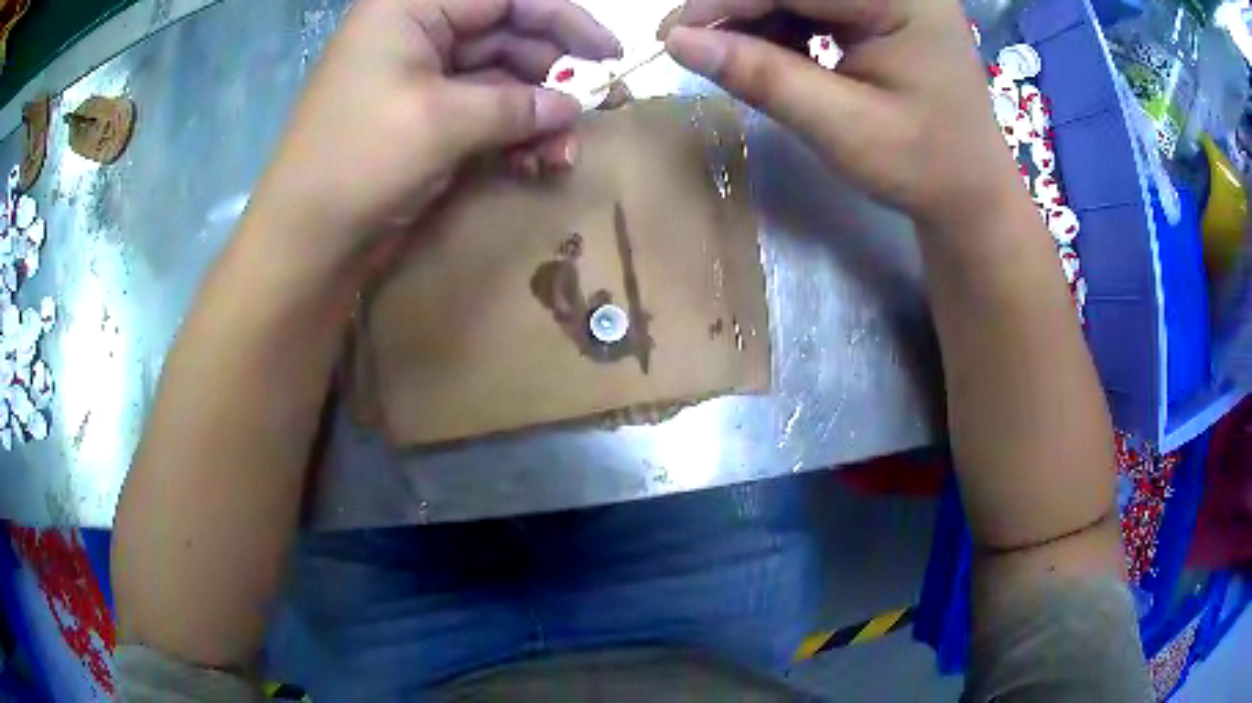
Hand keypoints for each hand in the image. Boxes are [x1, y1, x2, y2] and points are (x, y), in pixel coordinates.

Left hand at [250, 0, 619, 271]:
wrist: (306, 242)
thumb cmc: (359, 163)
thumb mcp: (443, 122)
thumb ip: (517, 104)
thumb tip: (575, 105)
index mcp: (411, 9)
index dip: (562, 17)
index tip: (609, 50)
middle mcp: (418, 33)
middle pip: (507, 33)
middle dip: (552, 72)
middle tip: (596, 106)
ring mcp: (421, 77)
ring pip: (500, 77)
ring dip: (537, 112)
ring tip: (563, 151)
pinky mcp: (425, 117)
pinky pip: (483, 112)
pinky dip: (513, 134)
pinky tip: (536, 161)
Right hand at [665, 0, 1019, 230]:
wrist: (969, 192)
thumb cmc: (922, 166)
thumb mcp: (843, 127)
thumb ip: (764, 77)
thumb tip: (678, 41)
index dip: (727, 0)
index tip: (672, 34)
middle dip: (739, 7)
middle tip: (694, 44)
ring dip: (756, 16)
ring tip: (733, 56)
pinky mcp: (881, 7)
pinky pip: (814, 2)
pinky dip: (781, 24)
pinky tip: (771, 53)